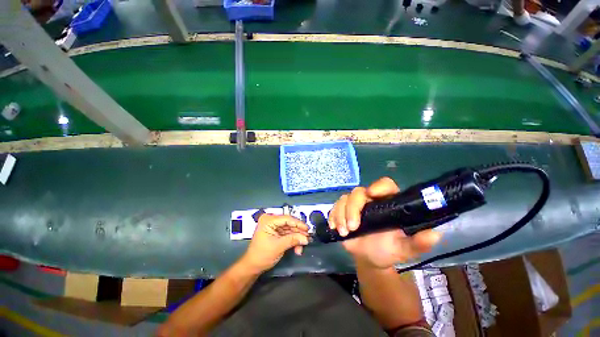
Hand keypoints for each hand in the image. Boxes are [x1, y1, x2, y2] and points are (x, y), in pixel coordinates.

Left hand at [241, 214, 309, 273]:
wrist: (252, 266)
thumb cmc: (262, 255)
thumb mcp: (278, 246)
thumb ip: (293, 240)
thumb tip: (306, 238)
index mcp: (268, 220)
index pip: (286, 218)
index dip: (298, 224)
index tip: (307, 229)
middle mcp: (271, 221)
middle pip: (289, 224)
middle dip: (298, 232)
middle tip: (308, 238)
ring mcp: (274, 227)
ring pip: (289, 229)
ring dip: (296, 238)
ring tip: (303, 245)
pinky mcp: (276, 233)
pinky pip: (287, 234)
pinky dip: (293, 240)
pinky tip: (297, 248)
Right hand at [329, 177, 441, 268]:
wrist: (369, 258)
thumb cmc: (388, 250)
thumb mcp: (405, 249)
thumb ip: (418, 243)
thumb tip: (435, 234)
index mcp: (387, 203)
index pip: (385, 185)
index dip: (378, 187)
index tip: (372, 195)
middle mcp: (370, 200)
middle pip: (358, 192)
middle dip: (353, 208)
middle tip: (352, 227)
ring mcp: (354, 205)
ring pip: (344, 199)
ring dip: (341, 214)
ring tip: (344, 232)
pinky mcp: (342, 211)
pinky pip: (334, 207)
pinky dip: (333, 216)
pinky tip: (335, 227)